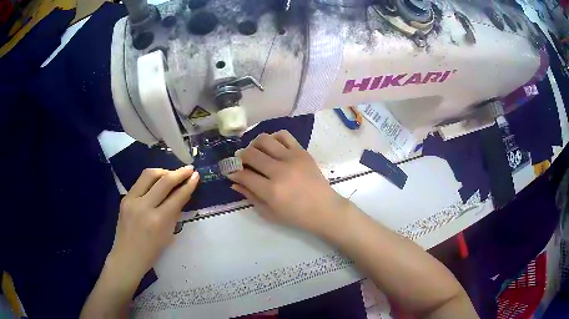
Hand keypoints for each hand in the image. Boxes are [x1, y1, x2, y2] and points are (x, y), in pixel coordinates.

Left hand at [107, 167, 199, 283]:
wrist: (127, 256)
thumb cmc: (151, 252)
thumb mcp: (168, 235)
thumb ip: (174, 213)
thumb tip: (182, 194)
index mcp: (158, 221)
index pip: (176, 197)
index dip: (188, 185)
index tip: (196, 175)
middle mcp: (144, 206)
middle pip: (163, 181)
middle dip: (178, 173)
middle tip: (189, 169)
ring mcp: (131, 200)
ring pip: (149, 175)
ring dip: (163, 171)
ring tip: (172, 174)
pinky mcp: (124, 198)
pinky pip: (140, 182)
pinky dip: (151, 179)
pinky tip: (157, 183)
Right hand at [227, 130, 347, 233]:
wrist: (324, 209)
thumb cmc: (296, 216)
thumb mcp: (269, 213)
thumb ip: (250, 196)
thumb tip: (234, 182)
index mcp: (271, 191)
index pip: (244, 175)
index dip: (233, 172)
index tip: (231, 172)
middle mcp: (280, 171)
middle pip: (251, 154)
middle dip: (240, 157)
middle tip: (240, 161)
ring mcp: (292, 158)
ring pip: (265, 140)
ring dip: (254, 144)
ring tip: (255, 151)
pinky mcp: (302, 152)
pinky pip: (284, 135)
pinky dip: (273, 137)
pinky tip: (271, 146)